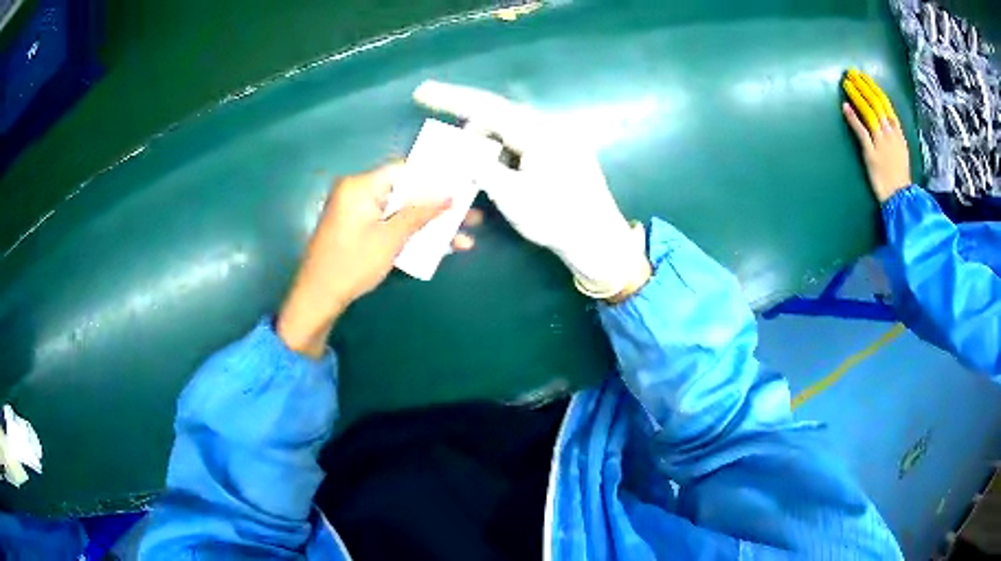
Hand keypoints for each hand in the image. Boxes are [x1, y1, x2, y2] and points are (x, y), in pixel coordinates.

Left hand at [277, 163, 478, 357]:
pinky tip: (440, 247)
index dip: (435, 175)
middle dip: (439, 205)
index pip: (404, 169)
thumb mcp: (390, 239)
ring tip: (464, 236)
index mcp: (361, 186)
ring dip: (430, 224)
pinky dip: (411, 233)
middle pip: (407, 192)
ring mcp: (358, 212)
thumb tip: (451, 196)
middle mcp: (359, 192)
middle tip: (470, 212)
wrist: (318, 298)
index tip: (462, 182)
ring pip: (402, 211)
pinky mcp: (360, 229)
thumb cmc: (351, 265)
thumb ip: (420, 213)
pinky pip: (391, 224)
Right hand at [413, 80, 650, 300]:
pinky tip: (496, 171)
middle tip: (449, 155)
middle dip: (469, 132)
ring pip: (509, 131)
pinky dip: (502, 154)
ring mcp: (558, 139)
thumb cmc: (556, 219)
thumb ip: (478, 166)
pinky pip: (522, 143)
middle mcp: (549, 127)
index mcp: (539, 132)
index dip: (451, 98)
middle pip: (497, 117)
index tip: (422, 91)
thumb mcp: (510, 195)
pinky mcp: (561, 152)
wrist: (599, 241)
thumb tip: (454, 150)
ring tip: (472, 171)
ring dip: (486, 146)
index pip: (487, 107)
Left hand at [841, 70, 911, 202]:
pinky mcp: (872, 154)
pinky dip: (853, 118)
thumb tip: (884, 116)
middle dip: (863, 86)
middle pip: (876, 103)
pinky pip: (862, 132)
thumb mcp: (901, 150)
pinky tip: (845, 106)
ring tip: (847, 83)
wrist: (900, 198)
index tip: (863, 76)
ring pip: (869, 113)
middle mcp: (890, 134)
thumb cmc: (899, 175)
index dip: (873, 88)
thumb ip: (893, 133)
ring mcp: (881, 143)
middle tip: (851, 73)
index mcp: (898, 132)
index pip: (885, 103)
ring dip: (857, 96)